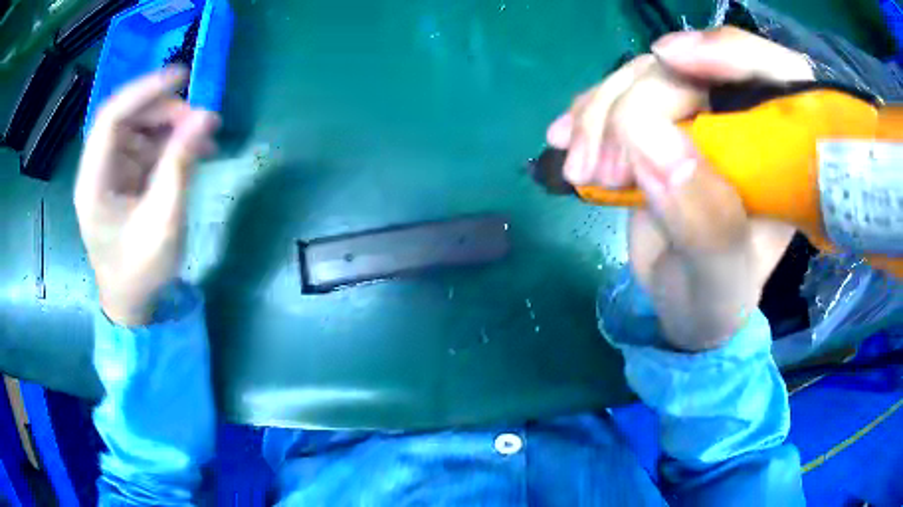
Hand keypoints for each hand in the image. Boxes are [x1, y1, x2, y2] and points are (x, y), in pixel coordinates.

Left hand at [74, 68, 219, 326]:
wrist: (132, 303)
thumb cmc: (141, 271)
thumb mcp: (163, 222)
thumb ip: (180, 166)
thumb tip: (207, 116)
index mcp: (93, 183)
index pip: (111, 118)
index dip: (143, 91)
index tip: (181, 77)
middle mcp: (98, 170)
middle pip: (126, 118)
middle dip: (163, 111)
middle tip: (199, 118)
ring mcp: (111, 172)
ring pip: (139, 129)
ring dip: (171, 126)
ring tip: (204, 136)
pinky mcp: (125, 178)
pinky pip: (147, 146)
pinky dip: (171, 143)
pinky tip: (195, 150)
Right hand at [547, 28, 811, 350]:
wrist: (683, 306)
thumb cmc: (716, 302)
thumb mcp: (720, 283)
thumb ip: (705, 224)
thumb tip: (650, 139)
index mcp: (784, 159)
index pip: (777, 76)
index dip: (729, 51)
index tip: (669, 57)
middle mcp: (747, 125)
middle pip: (694, 69)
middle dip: (637, 103)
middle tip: (599, 167)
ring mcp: (701, 117)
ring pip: (648, 75)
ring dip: (601, 112)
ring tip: (579, 169)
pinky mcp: (662, 122)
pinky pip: (622, 92)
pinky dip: (589, 111)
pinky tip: (565, 139)